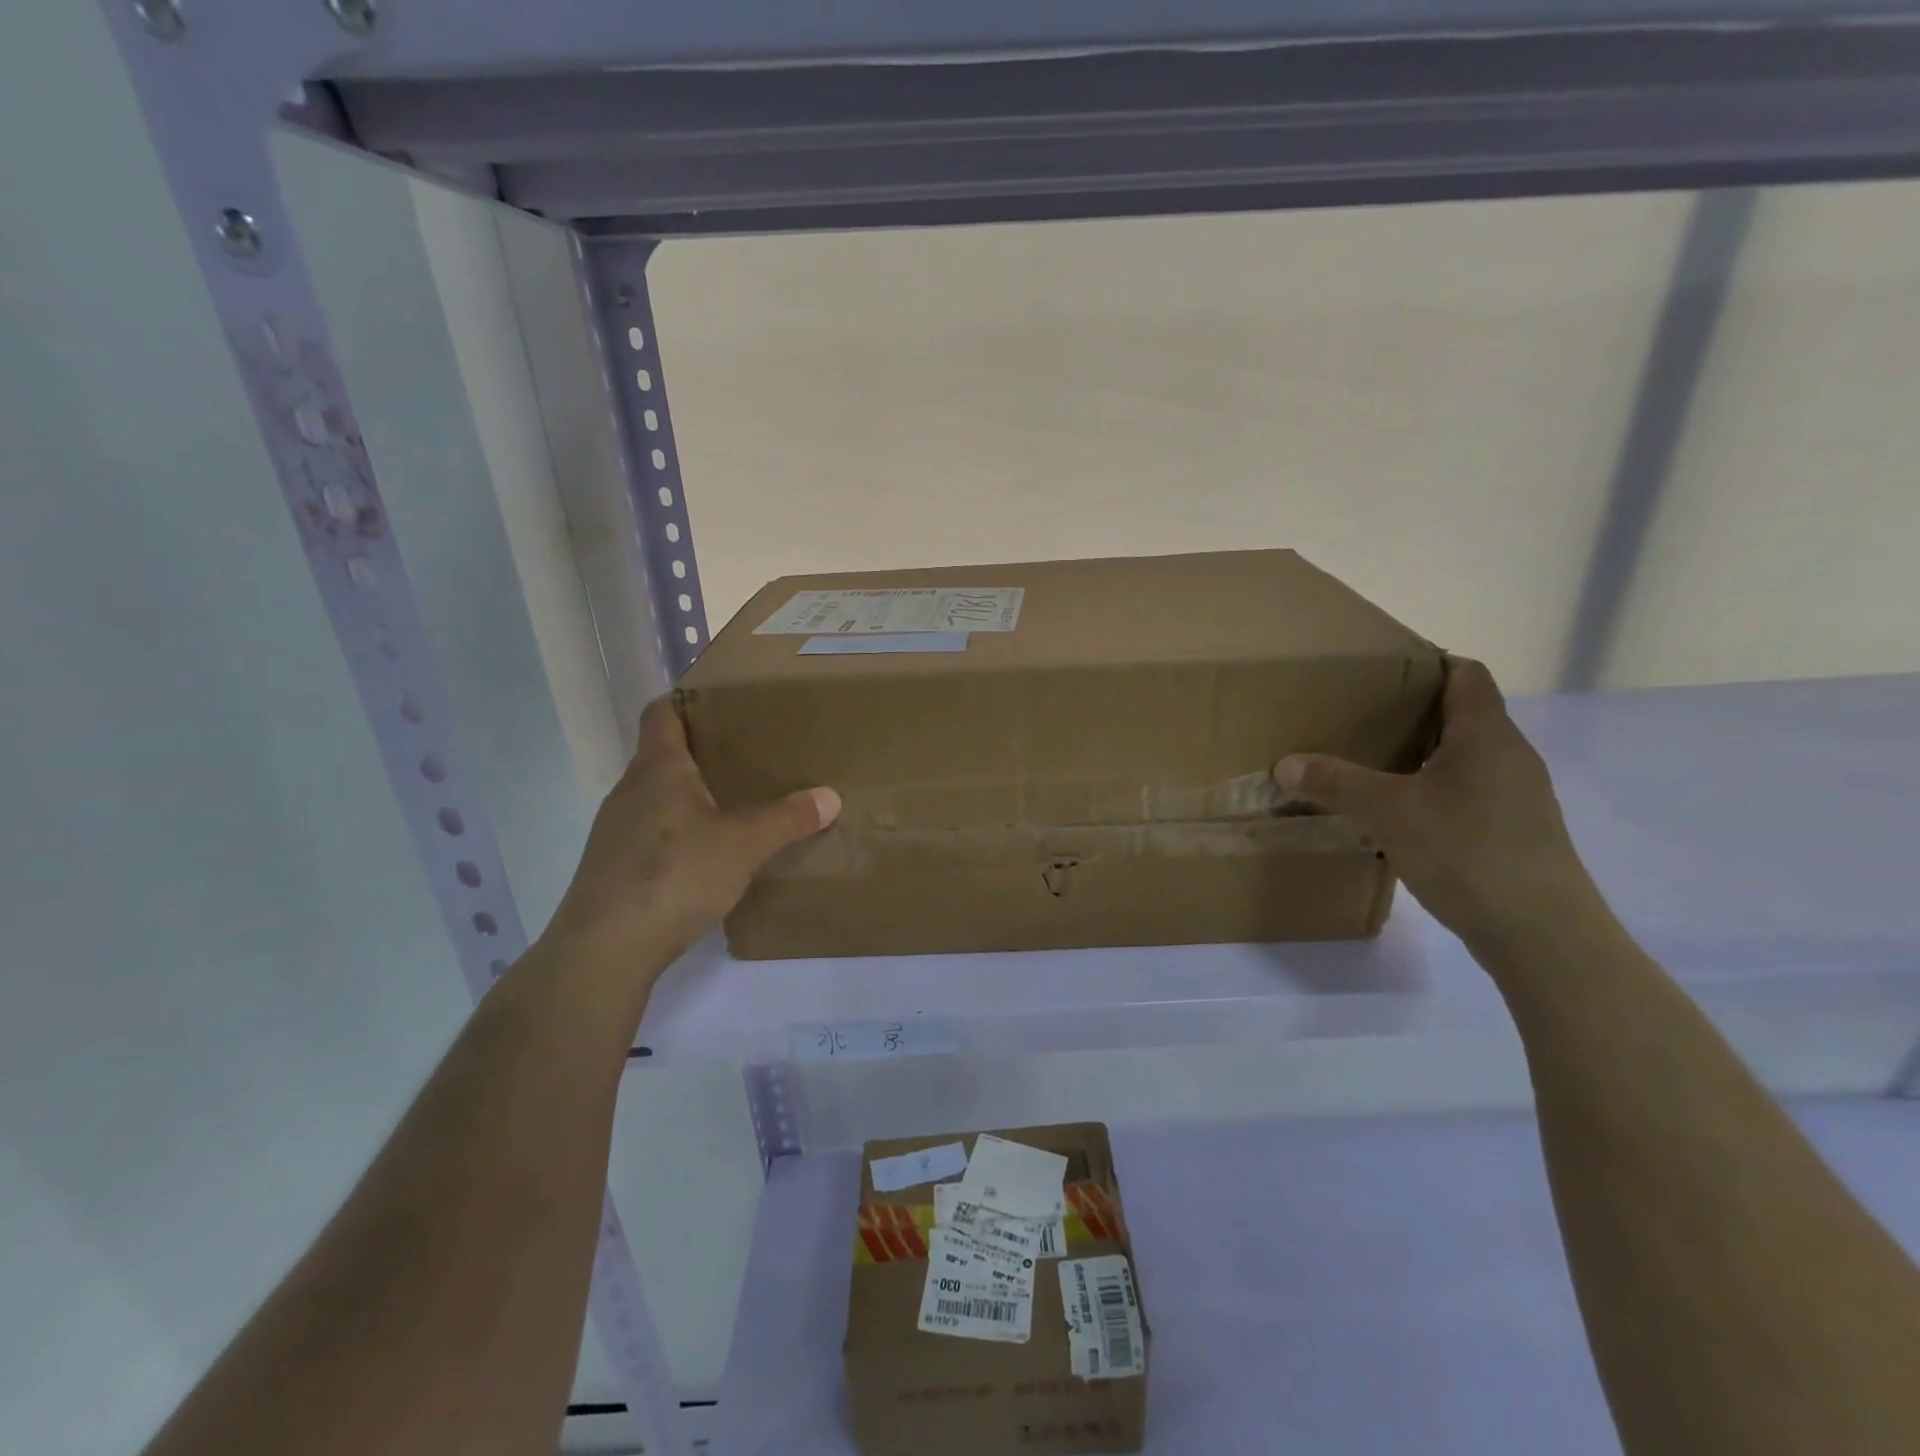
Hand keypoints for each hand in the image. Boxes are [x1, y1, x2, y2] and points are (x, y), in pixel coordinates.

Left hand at [540, 697, 839, 983]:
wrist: (604, 950)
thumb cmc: (674, 875)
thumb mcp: (743, 845)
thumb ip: (787, 819)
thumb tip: (830, 796)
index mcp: (657, 769)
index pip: (662, 713)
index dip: (687, 699)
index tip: (723, 702)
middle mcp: (630, 790)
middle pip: (664, 754)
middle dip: (703, 751)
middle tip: (750, 755)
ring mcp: (616, 830)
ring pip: (658, 796)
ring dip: (691, 795)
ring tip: (735, 804)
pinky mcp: (614, 867)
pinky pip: (652, 832)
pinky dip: (679, 831)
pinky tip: (707, 855)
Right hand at [1273, 659, 1604, 955]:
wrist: (1542, 934)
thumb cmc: (1468, 852)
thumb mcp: (1389, 813)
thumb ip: (1337, 783)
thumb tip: (1285, 763)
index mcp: (1486, 735)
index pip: (1466, 674)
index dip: (1427, 664)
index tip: (1380, 674)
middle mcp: (1510, 756)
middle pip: (1463, 714)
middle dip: (1412, 712)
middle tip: (1360, 719)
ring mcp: (1518, 796)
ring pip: (1465, 756)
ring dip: (1423, 755)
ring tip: (1373, 765)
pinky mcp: (1515, 831)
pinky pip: (1470, 791)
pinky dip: (1435, 790)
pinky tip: (1403, 814)